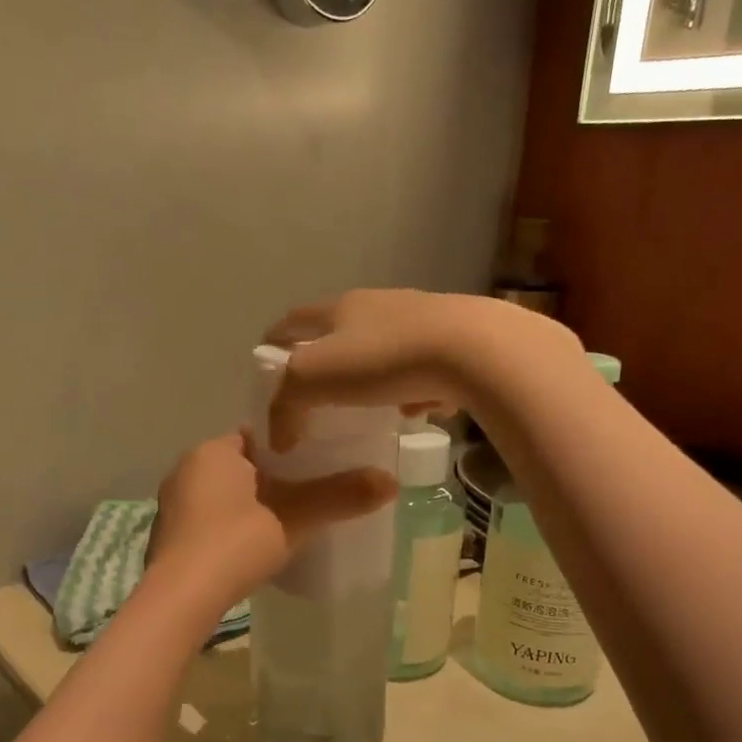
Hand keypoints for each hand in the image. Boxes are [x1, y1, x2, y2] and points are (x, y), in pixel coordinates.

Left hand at [149, 433, 395, 608]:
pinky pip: (210, 518)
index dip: (292, 447)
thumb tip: (391, 481)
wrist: (180, 599)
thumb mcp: (293, 519)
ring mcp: (173, 504)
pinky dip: (233, 525)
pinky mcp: (170, 535)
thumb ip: (339, 497)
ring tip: (290, 521)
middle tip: (313, 493)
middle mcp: (187, 469)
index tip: (321, 461)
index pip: (259, 436)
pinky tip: (255, 546)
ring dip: (253, 504)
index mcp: (212, 451)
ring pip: (225, 494)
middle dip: (275, 478)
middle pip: (244, 465)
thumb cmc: (234, 544)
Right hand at [264, 290, 531, 451]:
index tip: (266, 359)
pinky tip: (419, 409)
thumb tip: (280, 436)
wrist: (475, 350)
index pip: (294, 319)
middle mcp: (379, 305)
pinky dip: (413, 387)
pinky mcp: (457, 340)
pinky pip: (423, 367)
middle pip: (342, 332)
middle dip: (328, 362)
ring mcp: (421, 318)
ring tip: (372, 410)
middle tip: (318, 395)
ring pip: (385, 350)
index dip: (276, 338)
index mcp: (340, 308)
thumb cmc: (382, 359)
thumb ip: (286, 405)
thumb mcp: (313, 379)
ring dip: (373, 377)